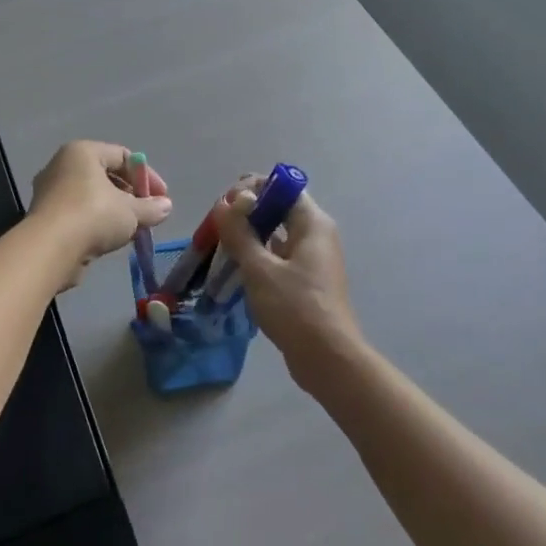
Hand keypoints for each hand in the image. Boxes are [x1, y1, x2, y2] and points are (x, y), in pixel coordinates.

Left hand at [29, 142, 171, 290]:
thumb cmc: (93, 216)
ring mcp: (50, 191)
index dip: (147, 176)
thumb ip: (151, 208)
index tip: (162, 198)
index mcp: (83, 152)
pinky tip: (111, 239)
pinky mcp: (45, 217)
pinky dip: (97, 223)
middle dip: (131, 195)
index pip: (123, 156)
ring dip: (115, 211)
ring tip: (133, 229)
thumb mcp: (131, 211)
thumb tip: (166, 207)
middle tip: (148, 214)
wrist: (49, 249)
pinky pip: (79, 213)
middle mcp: (62, 165)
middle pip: (106, 175)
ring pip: (92, 197)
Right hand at [211, 186, 360, 383]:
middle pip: (278, 209)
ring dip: (249, 236)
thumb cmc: (295, 307)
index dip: (252, 188)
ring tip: (220, 247)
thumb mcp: (260, 268)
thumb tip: (226, 203)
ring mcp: (313, 259)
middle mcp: (316, 234)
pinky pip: (279, 257)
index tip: (226, 205)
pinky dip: (258, 257)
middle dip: (246, 213)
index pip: (282, 186)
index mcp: (312, 223)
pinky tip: (236, 269)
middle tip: (217, 227)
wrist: (327, 358)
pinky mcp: (306, 280)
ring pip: (277, 234)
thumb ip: (240, 232)